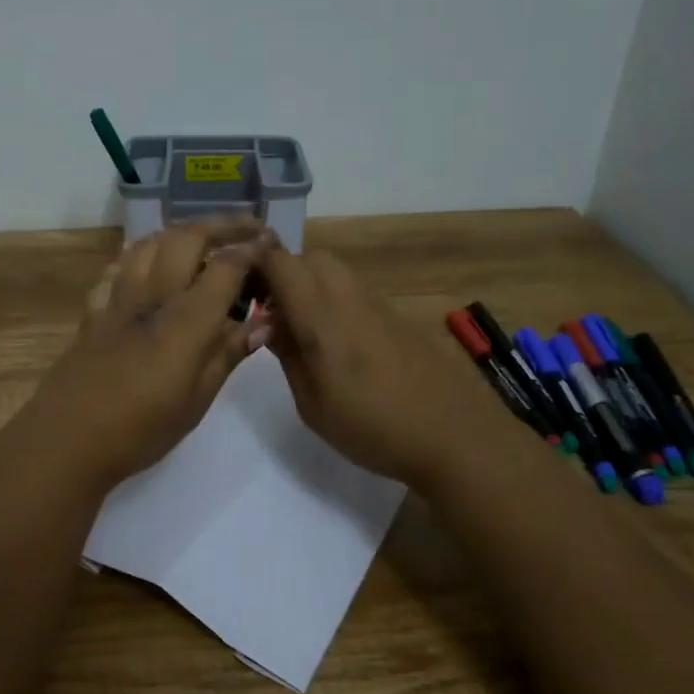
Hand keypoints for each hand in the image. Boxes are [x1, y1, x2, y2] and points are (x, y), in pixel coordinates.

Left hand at [16, 222, 272, 488]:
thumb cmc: (141, 429)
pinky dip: (139, 255)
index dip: (251, 249)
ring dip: (179, 233)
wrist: (68, 440)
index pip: (225, 266)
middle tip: (244, 230)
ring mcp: (118, 299)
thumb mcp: (197, 400)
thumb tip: (262, 323)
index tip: (270, 242)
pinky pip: (117, 267)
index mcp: (186, 321)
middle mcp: (152, 296)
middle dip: (220, 226)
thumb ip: (228, 354)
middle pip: (186, 238)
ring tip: (199, 242)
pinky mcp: (93, 310)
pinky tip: (147, 264)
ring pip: (149, 244)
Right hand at [256, 245, 509, 490]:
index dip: (256, 261)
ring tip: (303, 329)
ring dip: (312, 285)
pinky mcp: (399, 319)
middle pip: (312, 257)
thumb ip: (289, 357)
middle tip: (272, 312)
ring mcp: (379, 306)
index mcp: (322, 318)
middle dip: (285, 272)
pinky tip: (338, 343)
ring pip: (336, 272)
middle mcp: (350, 299)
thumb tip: (269, 324)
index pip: (282, 264)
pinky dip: (336, 301)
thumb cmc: (373, 429)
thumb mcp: (313, 405)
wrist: (454, 435)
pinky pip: (357, 293)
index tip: (239, 280)